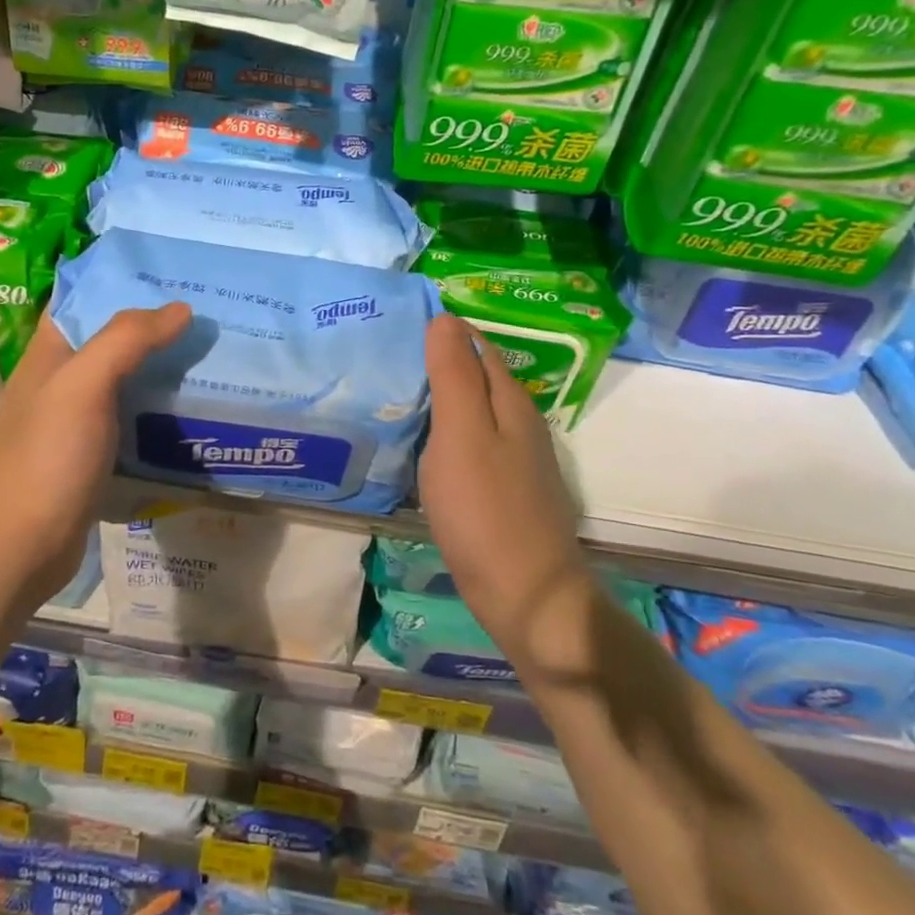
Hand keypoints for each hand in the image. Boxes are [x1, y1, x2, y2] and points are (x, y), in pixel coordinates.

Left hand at [0, 304, 190, 605]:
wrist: (21, 547)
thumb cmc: (47, 457)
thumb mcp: (83, 385)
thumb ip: (127, 340)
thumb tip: (179, 308)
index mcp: (49, 354)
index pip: (82, 300)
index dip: (120, 282)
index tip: (170, 275)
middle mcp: (60, 382)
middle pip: (109, 340)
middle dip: (152, 327)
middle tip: (205, 315)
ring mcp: (75, 422)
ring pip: (123, 381)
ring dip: (159, 369)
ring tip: (209, 356)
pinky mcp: (92, 456)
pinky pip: (130, 419)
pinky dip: (156, 410)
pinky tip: (191, 410)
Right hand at [419, 315, 594, 678]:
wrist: (526, 597)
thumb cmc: (485, 510)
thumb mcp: (461, 434)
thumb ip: (453, 375)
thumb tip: (444, 318)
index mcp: (510, 402)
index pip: (477, 345)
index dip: (444, 330)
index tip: (399, 322)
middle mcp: (519, 423)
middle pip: (478, 376)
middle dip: (440, 360)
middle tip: (388, 354)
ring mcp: (516, 460)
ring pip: (474, 411)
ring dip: (442, 397)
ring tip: (396, 392)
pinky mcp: (505, 490)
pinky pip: (471, 443)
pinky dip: (446, 432)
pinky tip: (422, 443)